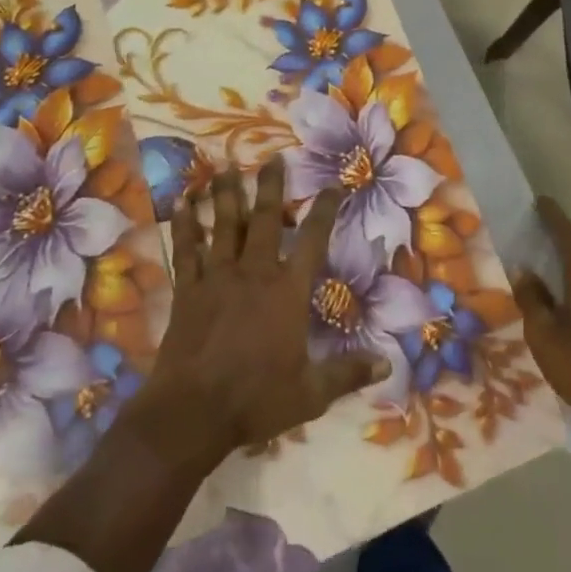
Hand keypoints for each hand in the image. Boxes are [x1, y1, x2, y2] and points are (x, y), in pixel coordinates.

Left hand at [141, 157, 385, 465]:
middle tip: (273, 158)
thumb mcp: (311, 393)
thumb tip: (387, 365)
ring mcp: (217, 278)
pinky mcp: (188, 290)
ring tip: (227, 167)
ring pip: (224, 226)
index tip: (333, 185)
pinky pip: (187, 250)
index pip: (313, 240)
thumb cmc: (256, 399)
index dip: (325, 210)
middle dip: (271, 187)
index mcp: (287, 292)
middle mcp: (254, 273)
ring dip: (227, 195)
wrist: (191, 413)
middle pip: (266, 220)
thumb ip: (348, 374)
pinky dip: (185, 225)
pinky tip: (182, 205)